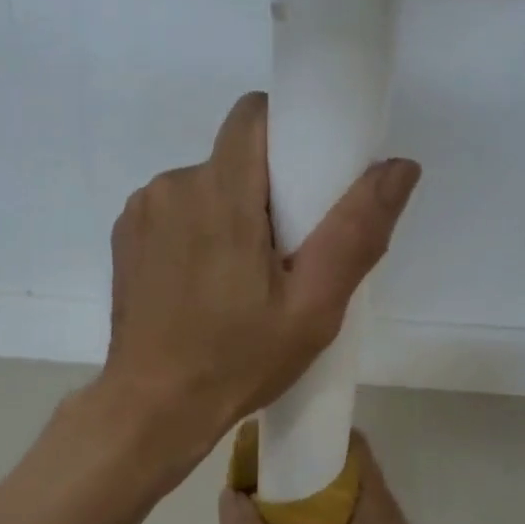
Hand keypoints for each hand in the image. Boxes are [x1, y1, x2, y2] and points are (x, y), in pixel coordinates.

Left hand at [102, 92, 419, 461]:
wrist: (151, 408)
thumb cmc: (237, 360)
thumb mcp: (313, 308)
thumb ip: (356, 231)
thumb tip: (399, 166)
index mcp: (220, 193)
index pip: (254, 115)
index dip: (288, 132)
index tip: (308, 177)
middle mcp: (173, 185)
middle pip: (235, 156)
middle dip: (265, 187)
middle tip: (286, 251)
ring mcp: (142, 211)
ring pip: (205, 183)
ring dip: (230, 211)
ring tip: (242, 277)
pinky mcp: (125, 235)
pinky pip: (176, 209)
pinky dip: (197, 230)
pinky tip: (204, 283)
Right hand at [219, 430, 411, 523]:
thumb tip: (230, 492)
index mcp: (379, 519)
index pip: (355, 449)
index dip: (317, 434)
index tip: (280, 435)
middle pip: (348, 471)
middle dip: (306, 463)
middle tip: (263, 467)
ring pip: (346, 497)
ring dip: (309, 492)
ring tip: (265, 497)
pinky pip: (346, 521)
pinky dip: (316, 516)